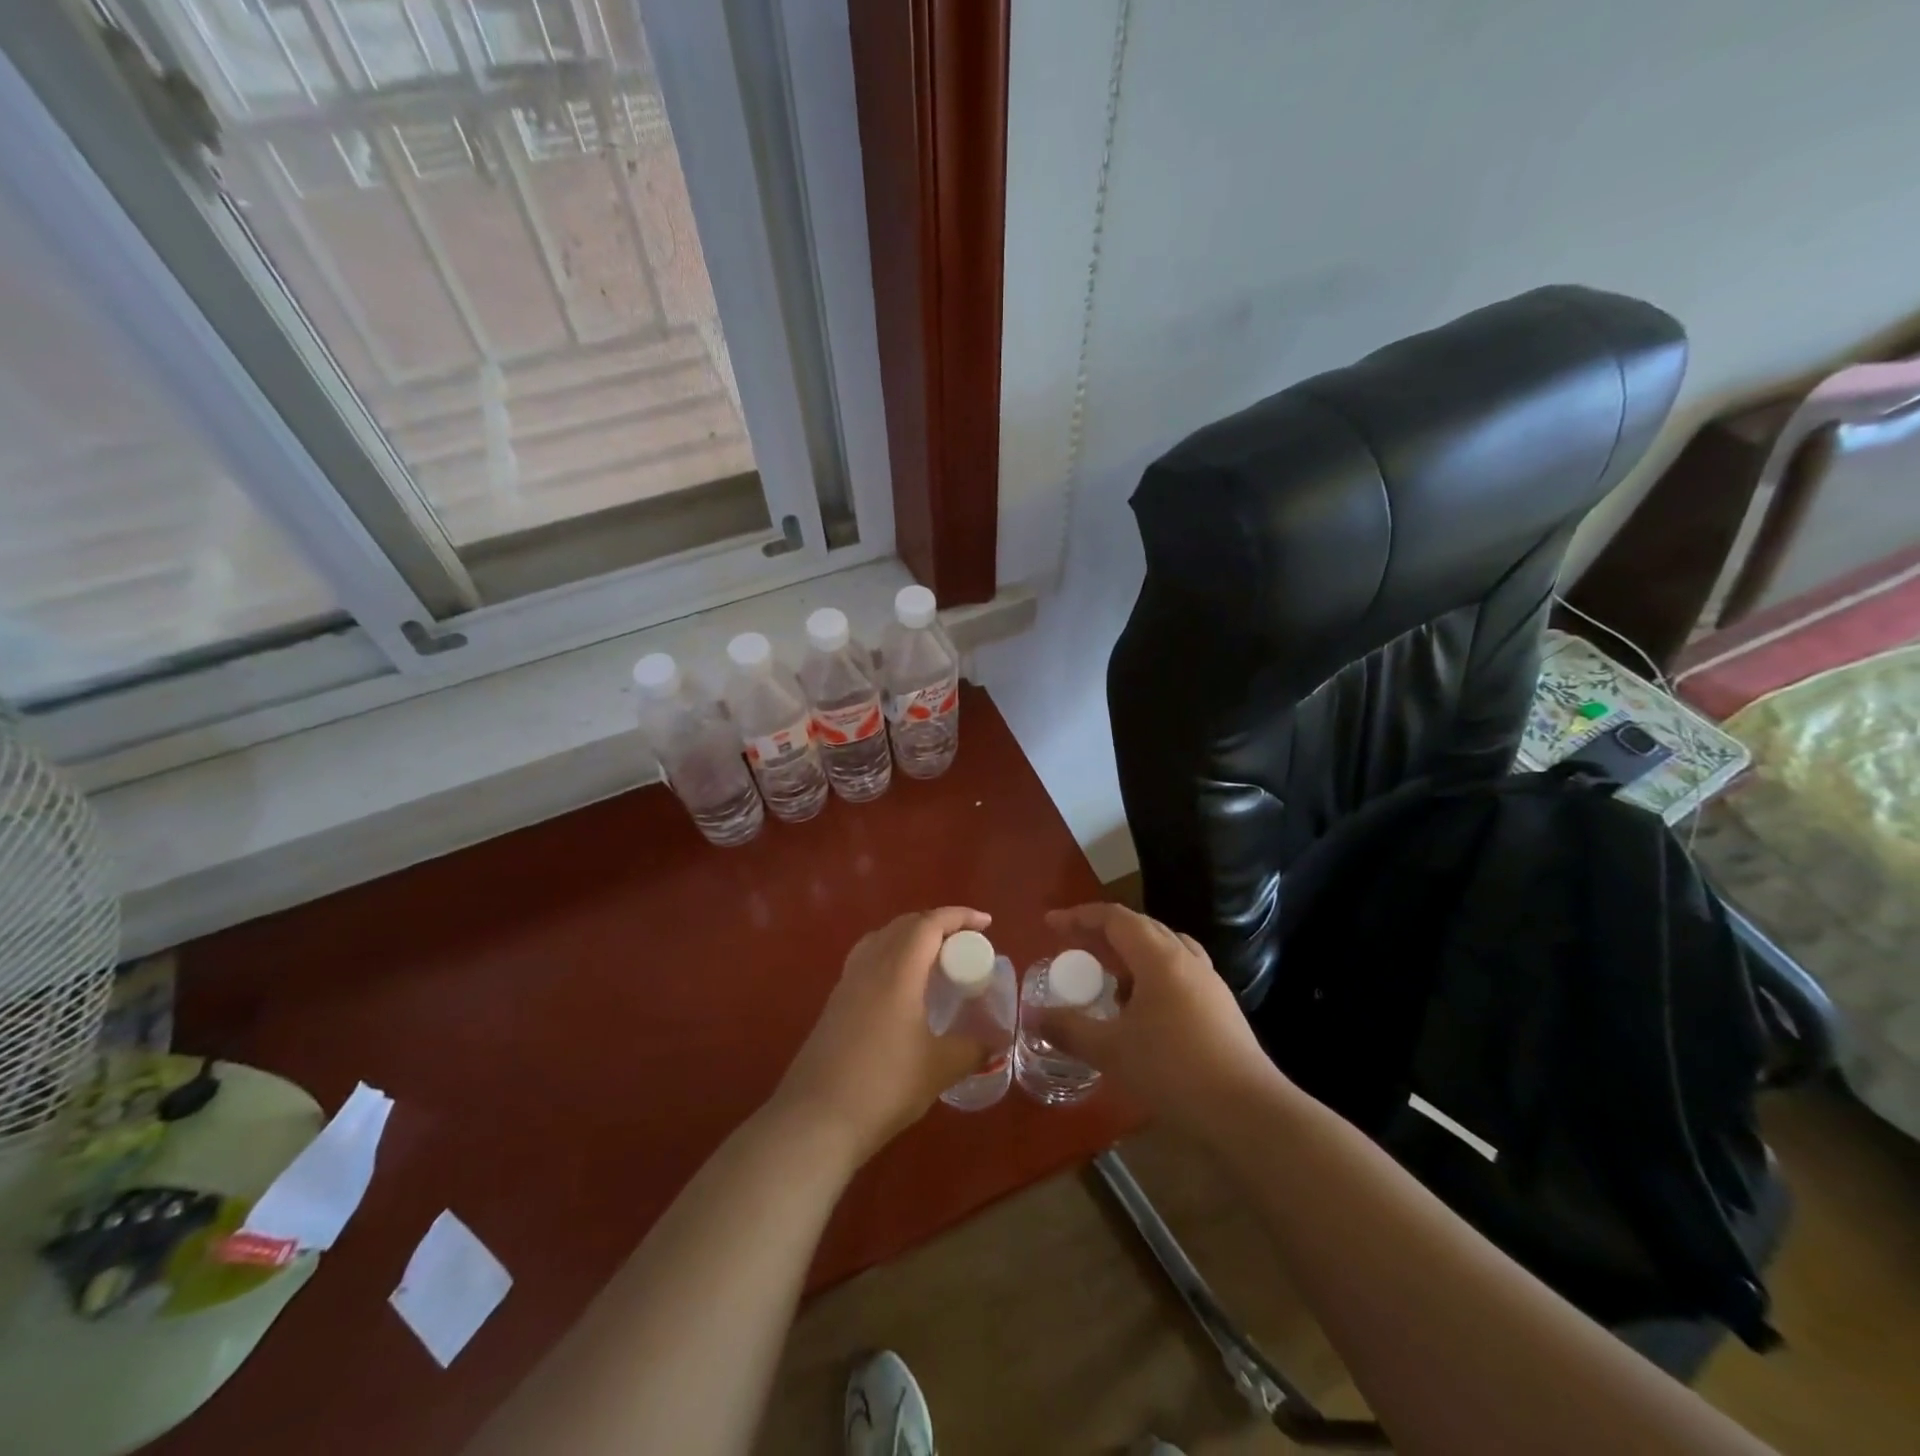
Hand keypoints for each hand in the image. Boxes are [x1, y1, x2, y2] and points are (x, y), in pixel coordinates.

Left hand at [771, 907, 991, 1164]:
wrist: (816, 1119)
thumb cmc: (884, 1086)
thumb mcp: (939, 1069)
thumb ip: (972, 1049)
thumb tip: (995, 1041)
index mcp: (897, 970)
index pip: (929, 924)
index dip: (959, 916)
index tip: (986, 924)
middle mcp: (870, 965)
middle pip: (904, 925)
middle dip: (937, 924)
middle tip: (964, 944)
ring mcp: (847, 983)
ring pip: (882, 939)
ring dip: (911, 938)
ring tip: (934, 960)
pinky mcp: (834, 1003)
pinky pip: (867, 959)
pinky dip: (891, 957)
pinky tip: (901, 989)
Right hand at [1036, 903, 1281, 1141]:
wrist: (1248, 1112)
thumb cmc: (1174, 1070)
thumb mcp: (1111, 1051)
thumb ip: (1068, 1030)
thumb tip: (1032, 1017)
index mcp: (1159, 957)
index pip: (1115, 918)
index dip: (1079, 917)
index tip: (1051, 924)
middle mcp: (1186, 959)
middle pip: (1141, 928)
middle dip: (1104, 934)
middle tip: (1075, 949)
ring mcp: (1209, 983)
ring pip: (1164, 951)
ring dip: (1131, 956)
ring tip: (1108, 980)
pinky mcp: (1221, 1009)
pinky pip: (1178, 975)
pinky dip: (1152, 978)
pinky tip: (1142, 1012)